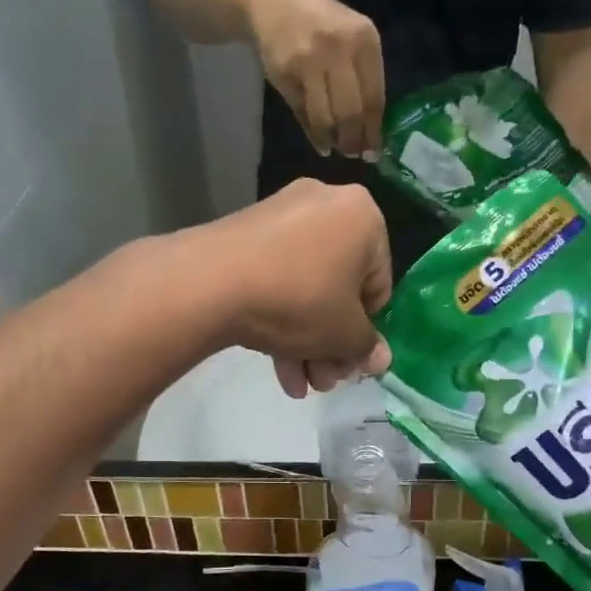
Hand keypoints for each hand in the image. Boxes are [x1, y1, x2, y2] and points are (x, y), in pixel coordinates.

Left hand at [192, 179, 392, 395]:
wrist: (211, 282)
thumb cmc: (299, 300)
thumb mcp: (343, 333)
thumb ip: (366, 347)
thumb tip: (379, 359)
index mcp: (362, 217)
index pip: (378, 284)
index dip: (366, 330)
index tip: (349, 362)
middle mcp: (325, 205)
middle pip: (338, 289)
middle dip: (331, 343)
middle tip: (323, 380)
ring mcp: (280, 217)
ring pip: (305, 289)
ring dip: (306, 341)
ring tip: (299, 386)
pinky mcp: (245, 234)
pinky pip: (275, 279)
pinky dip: (279, 318)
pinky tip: (276, 367)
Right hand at [245, 0, 385, 157]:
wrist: (274, 3)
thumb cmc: (321, 25)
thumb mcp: (350, 40)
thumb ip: (363, 78)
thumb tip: (371, 131)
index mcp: (364, 39)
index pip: (375, 96)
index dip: (374, 130)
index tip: (375, 151)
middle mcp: (339, 48)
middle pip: (351, 111)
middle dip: (354, 140)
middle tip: (354, 153)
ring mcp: (310, 60)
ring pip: (326, 117)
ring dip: (333, 140)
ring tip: (337, 148)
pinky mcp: (286, 73)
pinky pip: (304, 113)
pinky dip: (314, 134)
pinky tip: (321, 143)